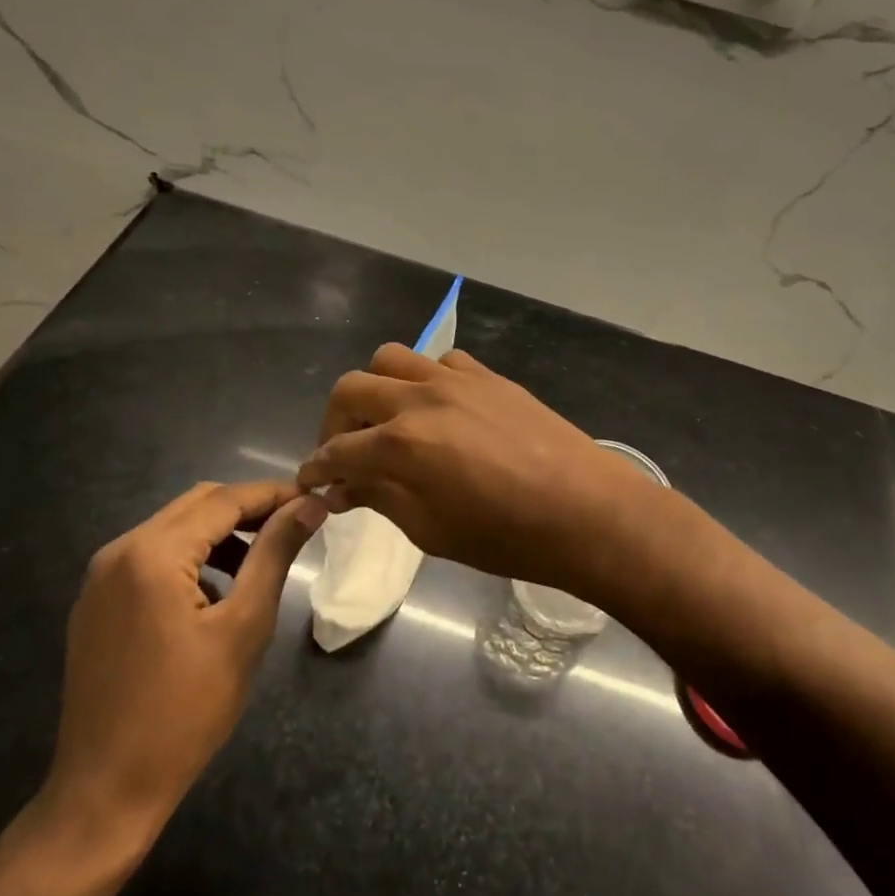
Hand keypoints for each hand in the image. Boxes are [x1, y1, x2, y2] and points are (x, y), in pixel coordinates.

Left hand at [35, 480, 324, 871]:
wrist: (105, 794)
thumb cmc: (186, 711)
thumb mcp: (244, 627)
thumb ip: (275, 554)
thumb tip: (310, 505)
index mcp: (152, 553)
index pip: (224, 500)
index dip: (273, 494)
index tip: (314, 497)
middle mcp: (119, 551)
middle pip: (196, 505)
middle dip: (248, 508)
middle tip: (294, 523)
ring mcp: (100, 577)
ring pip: (173, 528)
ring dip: (220, 532)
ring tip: (262, 555)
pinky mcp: (96, 603)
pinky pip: (151, 557)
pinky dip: (191, 556)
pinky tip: (217, 589)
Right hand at [297, 344, 679, 600]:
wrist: (585, 510)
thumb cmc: (507, 536)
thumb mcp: (432, 530)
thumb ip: (380, 498)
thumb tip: (343, 486)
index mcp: (401, 444)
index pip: (337, 451)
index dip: (316, 468)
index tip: (310, 481)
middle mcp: (420, 398)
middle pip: (351, 388)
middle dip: (335, 421)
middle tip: (345, 452)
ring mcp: (456, 379)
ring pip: (391, 359)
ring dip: (376, 389)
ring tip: (387, 421)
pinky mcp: (487, 375)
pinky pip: (440, 361)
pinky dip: (424, 380)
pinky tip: (438, 409)